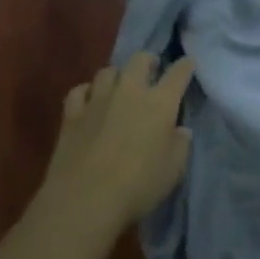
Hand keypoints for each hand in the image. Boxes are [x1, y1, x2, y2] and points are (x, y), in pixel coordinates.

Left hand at [41, 53, 195, 231]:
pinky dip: (86, 92)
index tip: (188, 63)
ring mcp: (97, 99)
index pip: (177, 74)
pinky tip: (88, 101)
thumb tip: (180, 130)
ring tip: (118, 86)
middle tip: (151, 70)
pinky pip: (79, 91)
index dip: (185, 66)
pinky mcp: (72, 113)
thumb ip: (180, 145)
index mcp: (160, 103)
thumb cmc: (138, 185)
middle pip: (139, 60)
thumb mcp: (173, 170)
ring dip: (116, 76)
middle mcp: (129, 91)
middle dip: (147, 61)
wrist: (86, 198)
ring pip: (107, 71)